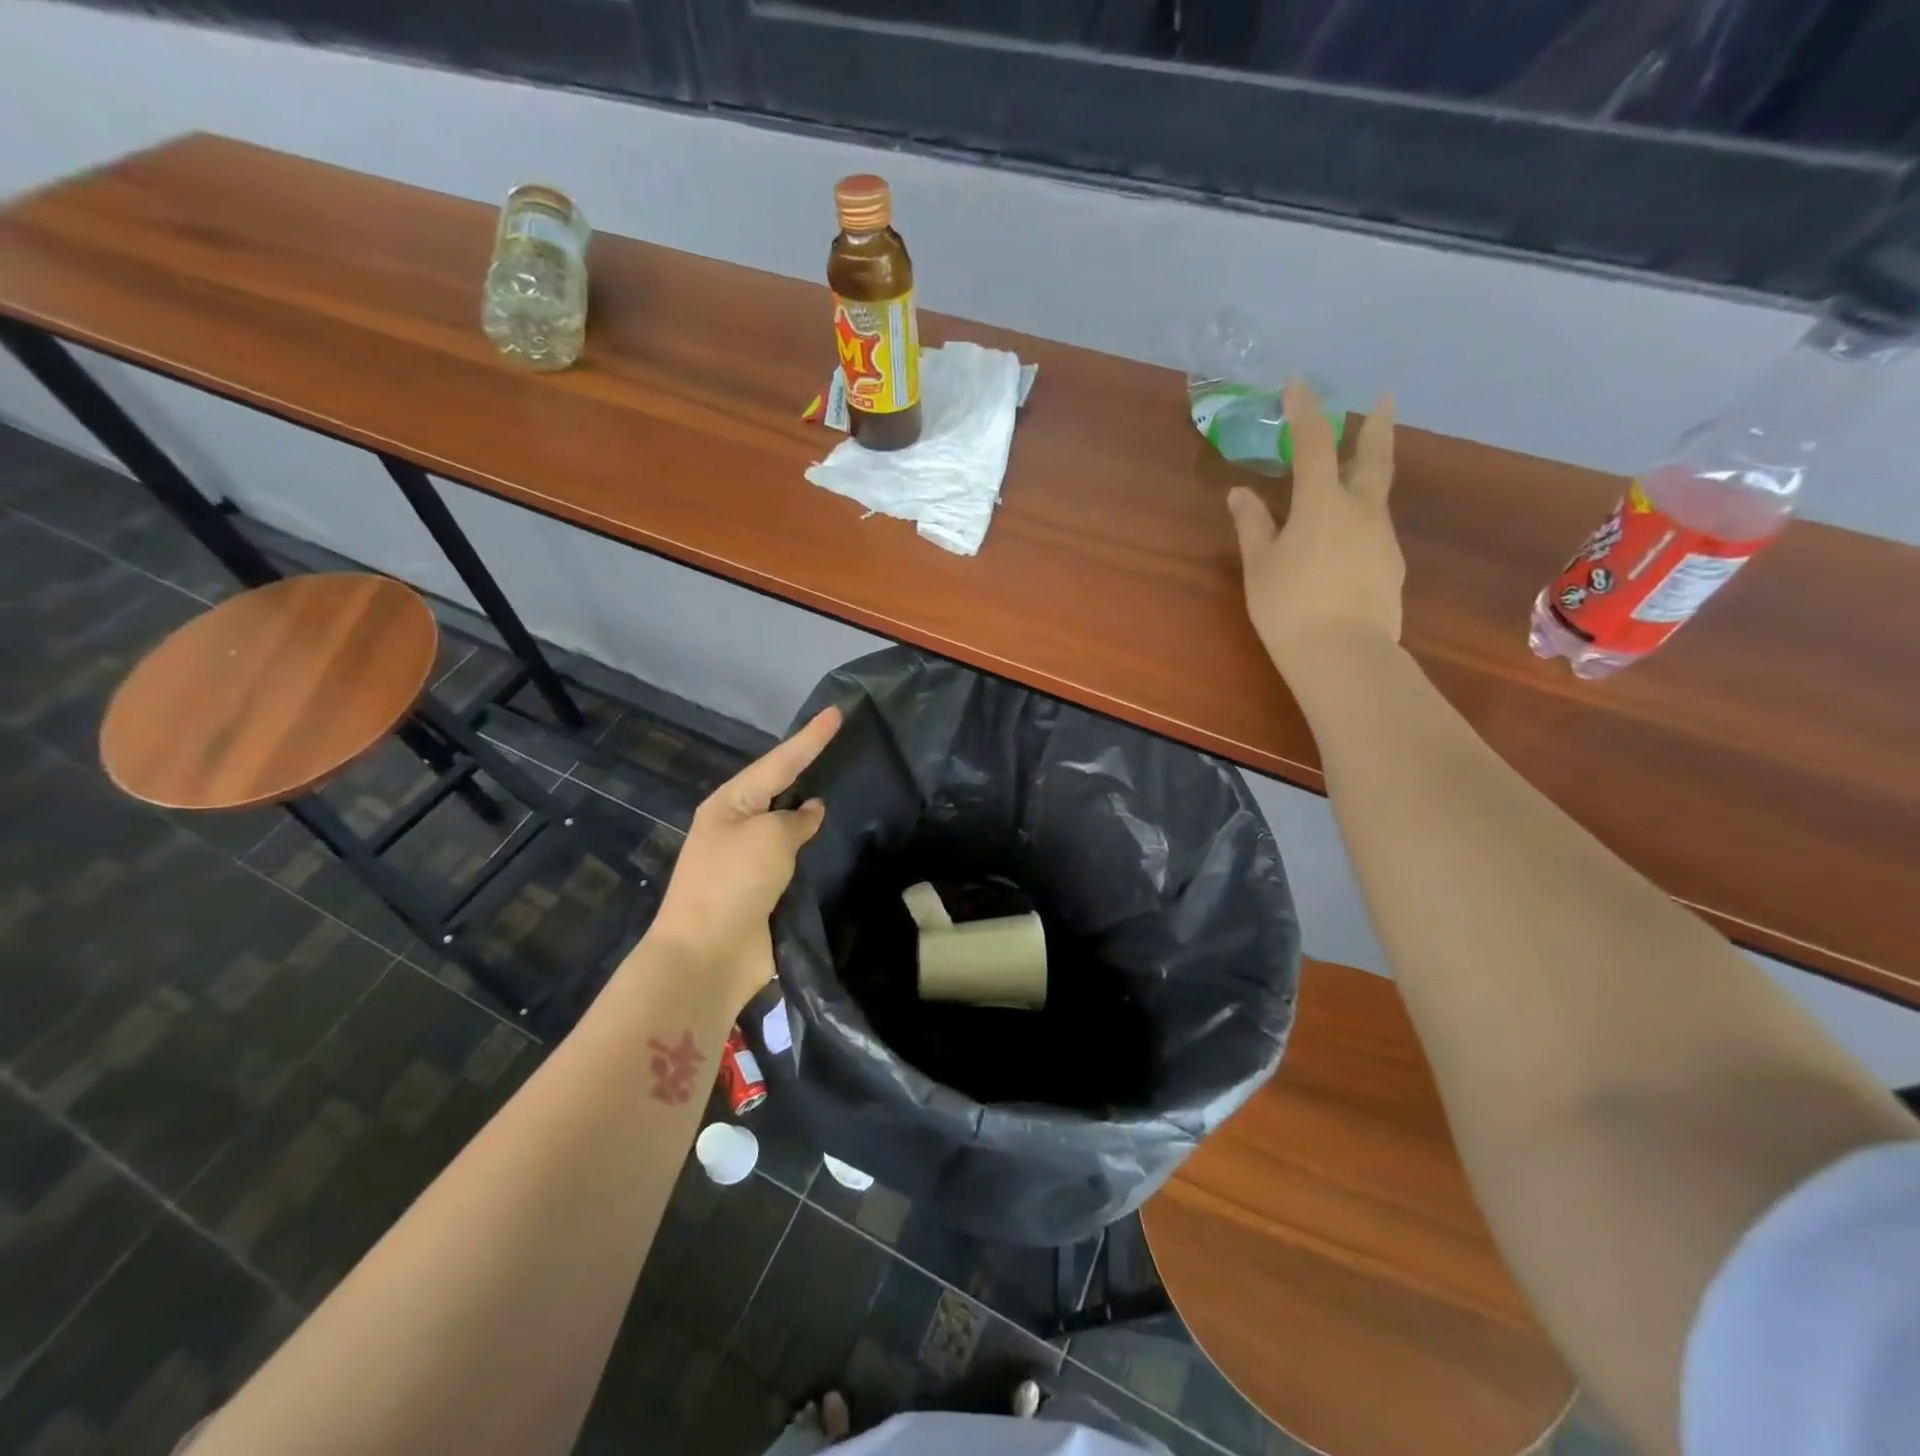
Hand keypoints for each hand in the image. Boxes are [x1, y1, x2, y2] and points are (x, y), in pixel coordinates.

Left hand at [644, 706, 840, 1009]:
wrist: (708, 955)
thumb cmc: (733, 882)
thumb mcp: (769, 837)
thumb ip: (796, 819)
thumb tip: (811, 812)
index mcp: (730, 803)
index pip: (779, 761)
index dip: (810, 737)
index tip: (837, 711)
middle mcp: (737, 826)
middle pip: (781, 789)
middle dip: (809, 769)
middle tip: (845, 746)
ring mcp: (749, 861)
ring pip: (789, 826)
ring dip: (813, 813)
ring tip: (849, 788)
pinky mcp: (764, 891)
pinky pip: (795, 860)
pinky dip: (815, 849)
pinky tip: (839, 842)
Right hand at [1227, 381, 1401, 686]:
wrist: (1344, 654)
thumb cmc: (1289, 605)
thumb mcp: (1260, 565)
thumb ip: (1252, 525)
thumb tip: (1240, 493)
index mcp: (1322, 502)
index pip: (1314, 442)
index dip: (1305, 410)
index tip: (1297, 383)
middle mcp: (1360, 509)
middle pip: (1372, 457)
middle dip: (1374, 426)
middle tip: (1384, 399)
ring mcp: (1381, 537)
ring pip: (1377, 493)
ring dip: (1369, 472)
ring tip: (1358, 469)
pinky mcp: (1391, 565)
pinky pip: (1374, 528)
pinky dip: (1362, 517)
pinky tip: (1348, 536)